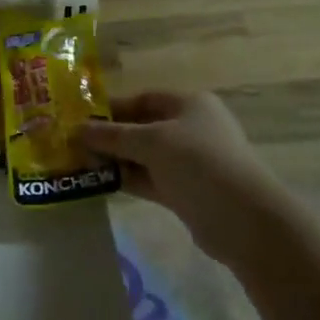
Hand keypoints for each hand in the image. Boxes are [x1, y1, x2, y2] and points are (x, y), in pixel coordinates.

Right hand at [82, 91, 284, 260]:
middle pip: (143, 127)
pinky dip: (128, 179)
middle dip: (111, 136)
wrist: (245, 220)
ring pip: (144, 156)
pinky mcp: (187, 193)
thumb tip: (76, 130)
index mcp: (189, 104)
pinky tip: (100, 183)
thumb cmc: (199, 163)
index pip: (143, 99)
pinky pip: (150, 179)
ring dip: (116, 160)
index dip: (112, 108)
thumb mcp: (152, 142)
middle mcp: (191, 128)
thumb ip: (113, 136)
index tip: (80, 119)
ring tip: (80, 164)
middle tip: (75, 145)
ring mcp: (190, 162)